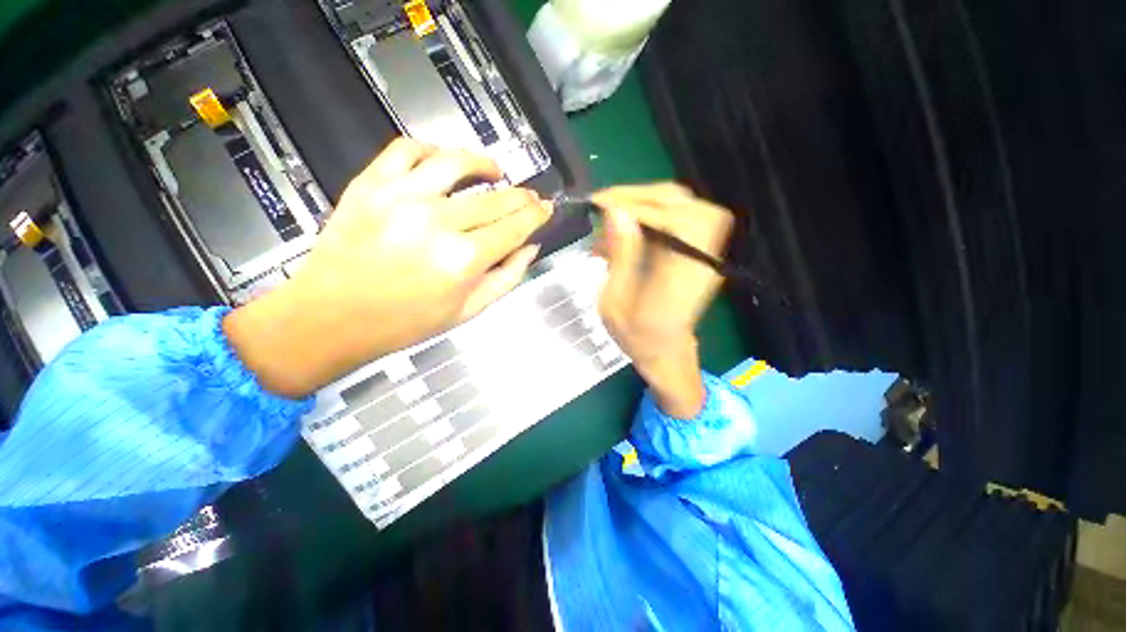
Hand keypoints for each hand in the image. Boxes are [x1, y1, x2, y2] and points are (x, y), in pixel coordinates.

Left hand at [224, 138, 551, 397]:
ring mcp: (400, 197)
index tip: (547, 208)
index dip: (536, 215)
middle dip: (521, 196)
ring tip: (495, 171)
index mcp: (463, 260)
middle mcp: (437, 222)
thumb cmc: (405, 322)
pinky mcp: (370, 184)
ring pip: (456, 161)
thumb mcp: (468, 312)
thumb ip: (507, 278)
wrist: (331, 317)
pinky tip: (444, 163)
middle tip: (531, 197)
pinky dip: (433, 150)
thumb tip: (530, 247)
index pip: (514, 227)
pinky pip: (408, 149)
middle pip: (495, 197)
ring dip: (484, 163)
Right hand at [594, 183, 733, 417]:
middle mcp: (700, 260)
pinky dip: (649, 215)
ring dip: (644, 203)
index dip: (640, 206)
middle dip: (640, 196)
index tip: (603, 206)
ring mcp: (704, 253)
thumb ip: (619, 257)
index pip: (677, 221)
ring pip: (682, 204)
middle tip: (604, 206)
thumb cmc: (636, 337)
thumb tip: (616, 213)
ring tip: (611, 218)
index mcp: (680, 280)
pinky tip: (624, 230)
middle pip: (683, 203)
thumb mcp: (614, 304)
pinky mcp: (697, 250)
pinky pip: (678, 217)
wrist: (666, 352)